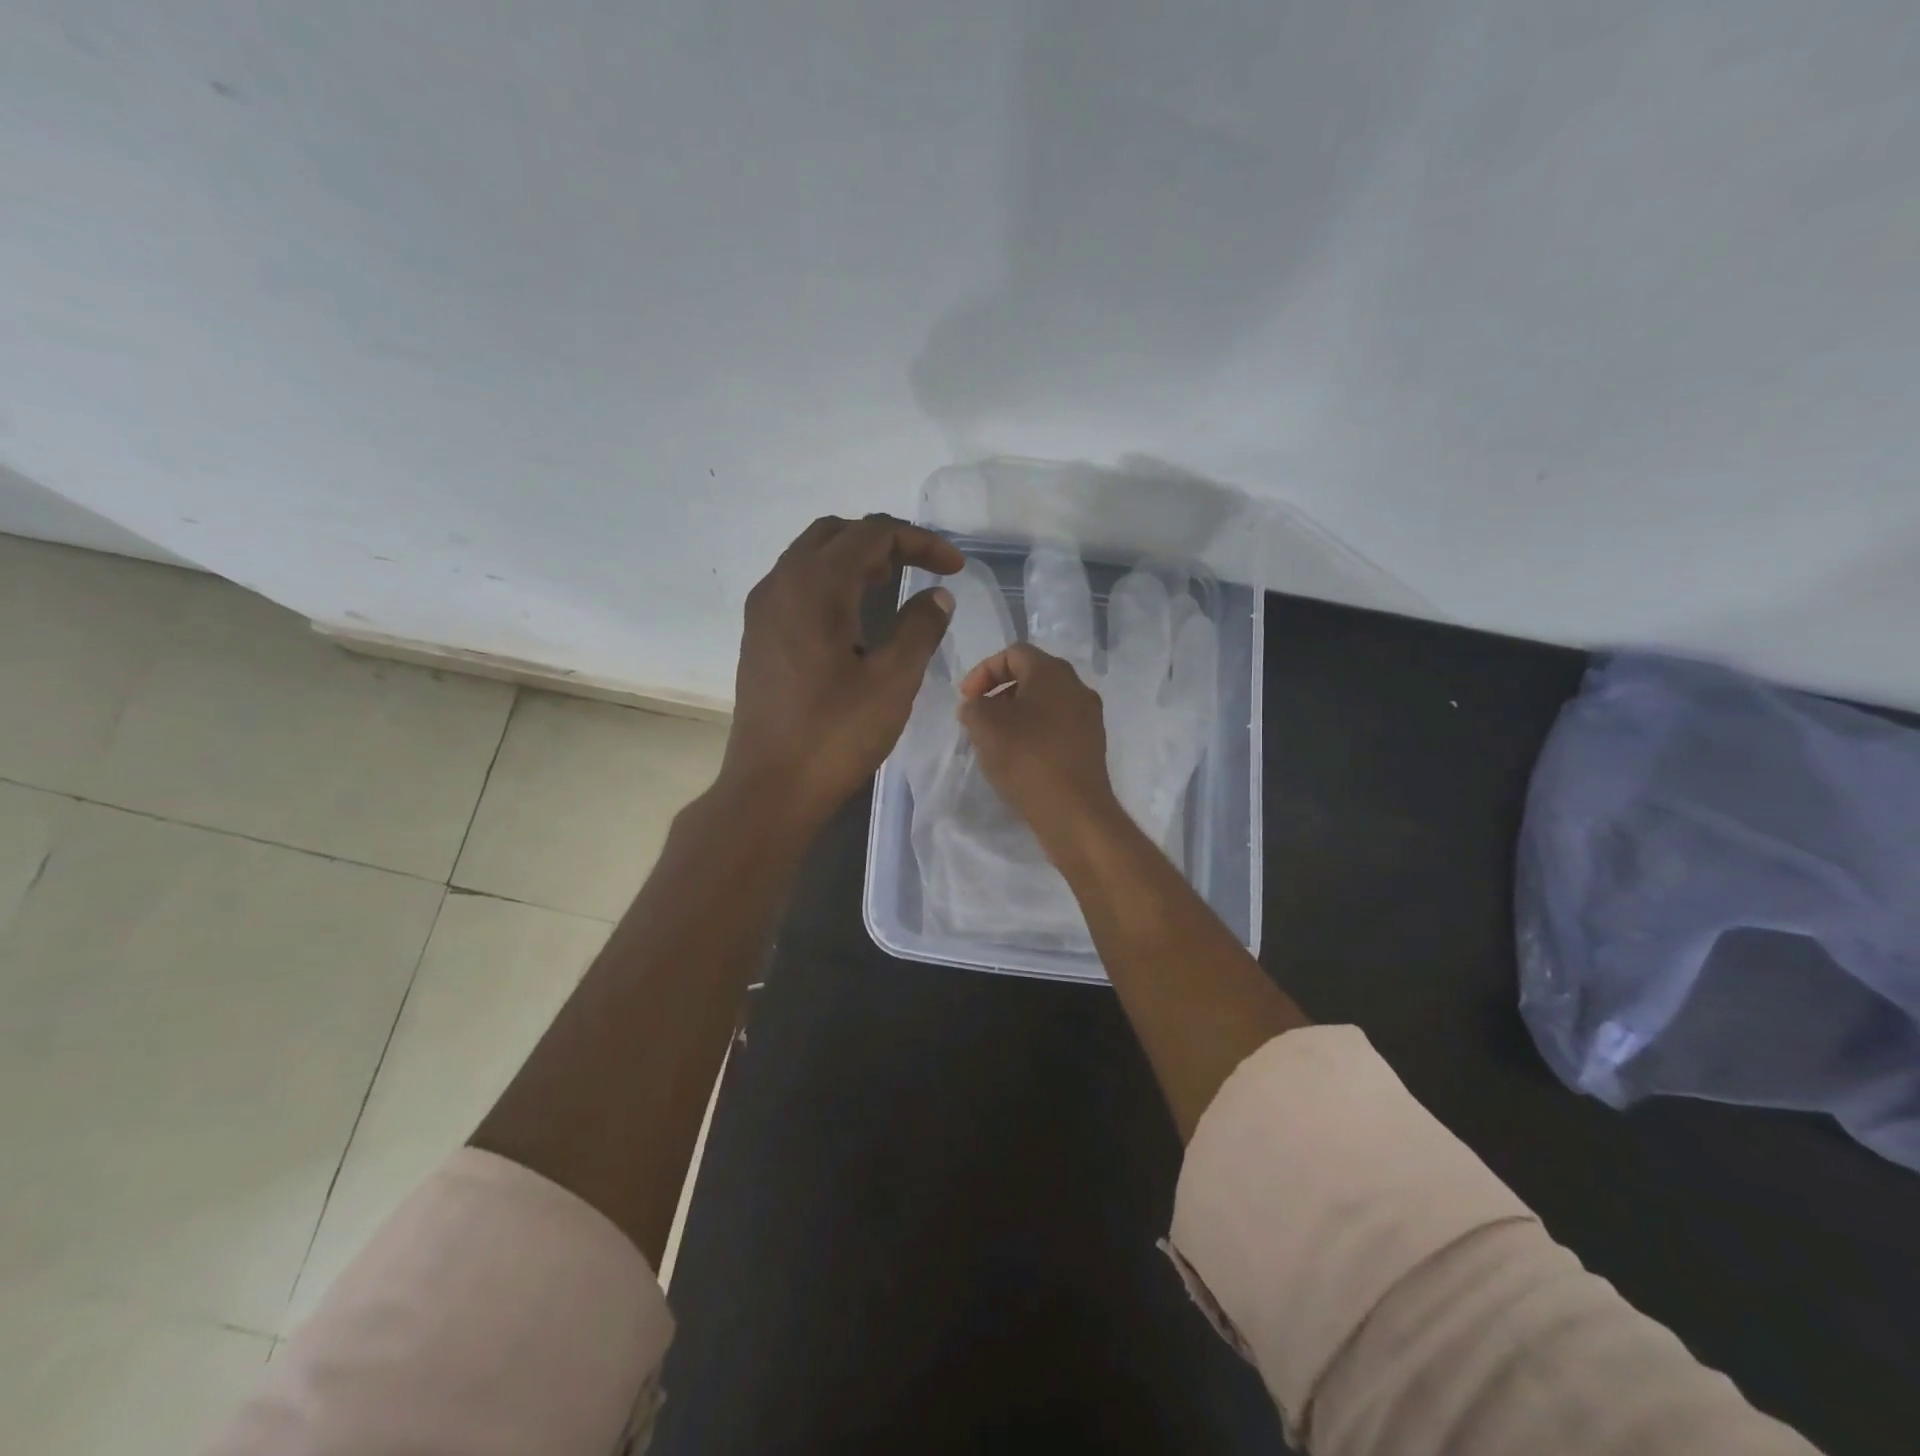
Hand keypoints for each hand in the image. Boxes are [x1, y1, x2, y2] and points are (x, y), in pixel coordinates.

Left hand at [723, 514, 961, 831]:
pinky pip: (798, 585)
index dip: (920, 541)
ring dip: (857, 560)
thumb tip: (937, 597)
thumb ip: (921, 628)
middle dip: (886, 542)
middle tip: (924, 570)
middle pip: (837, 533)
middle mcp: (781, 583)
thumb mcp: (893, 681)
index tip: (955, 568)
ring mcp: (764, 609)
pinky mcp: (759, 635)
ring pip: (813, 557)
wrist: (770, 787)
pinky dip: (833, 582)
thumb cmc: (836, 735)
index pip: (872, 533)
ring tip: (896, 588)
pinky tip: (857, 617)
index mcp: (815, 585)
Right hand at [958, 643, 1123, 855]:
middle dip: (1000, 692)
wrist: (1073, 810)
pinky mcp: (1092, 745)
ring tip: (996, 739)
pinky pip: (1057, 726)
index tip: (966, 699)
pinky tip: (1020, 757)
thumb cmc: (1026, 757)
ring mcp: (1089, 717)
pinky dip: (1035, 732)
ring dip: (1017, 714)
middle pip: (1032, 676)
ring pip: (1045, 703)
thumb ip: (973, 706)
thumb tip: (978, 706)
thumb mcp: (983, 724)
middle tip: (978, 716)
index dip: (983, 671)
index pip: (1013, 653)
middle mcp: (1077, 687)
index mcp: (1052, 671)